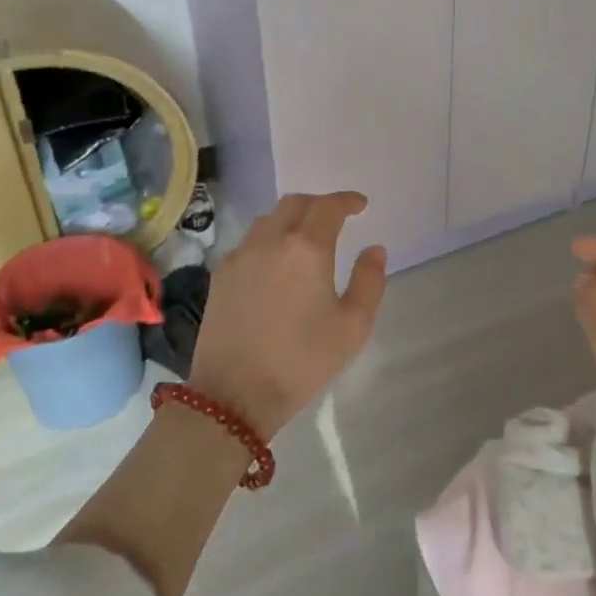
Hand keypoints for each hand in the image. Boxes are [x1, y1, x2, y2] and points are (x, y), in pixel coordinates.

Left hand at [187, 193, 387, 440]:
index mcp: (306, 248)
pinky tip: (275, 263)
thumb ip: (369, 280)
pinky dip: (268, 239)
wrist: (234, 394)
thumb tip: (374, 249)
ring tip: (305, 238)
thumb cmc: (302, 361)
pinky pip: (249, 242)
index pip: (329, 207)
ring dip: (291, 219)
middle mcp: (270, 240)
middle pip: (295, 203)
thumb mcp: (353, 326)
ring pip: (268, 220)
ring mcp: (240, 256)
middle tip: (335, 217)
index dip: (347, 200)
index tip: (360, 205)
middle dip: (319, 204)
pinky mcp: (220, 275)